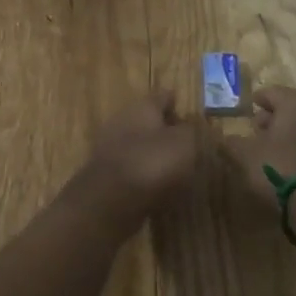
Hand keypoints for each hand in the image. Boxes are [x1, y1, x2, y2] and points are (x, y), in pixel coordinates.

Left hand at [81, 89, 200, 213]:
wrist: (110, 200)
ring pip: (138, 144)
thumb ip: (189, 131)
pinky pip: (131, 168)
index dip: (176, 102)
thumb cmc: (152, 162)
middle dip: (164, 129)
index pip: (163, 96)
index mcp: (142, 107)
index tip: (187, 112)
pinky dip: (143, 174)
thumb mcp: (184, 143)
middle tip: (185, 142)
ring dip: (153, 153)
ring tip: (175, 168)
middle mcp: (122, 121)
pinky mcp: (105, 174)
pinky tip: (158, 187)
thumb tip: (186, 127)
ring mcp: (110, 147)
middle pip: (147, 120)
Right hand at [222, 86, 295, 203]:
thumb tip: (227, 137)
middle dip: (272, 115)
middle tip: (256, 127)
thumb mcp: (246, 154)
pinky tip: (286, 158)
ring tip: (269, 146)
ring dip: (286, 130)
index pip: (271, 92)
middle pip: (290, 106)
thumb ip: (234, 142)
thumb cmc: (279, 166)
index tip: (248, 107)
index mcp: (295, 102)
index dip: (257, 100)